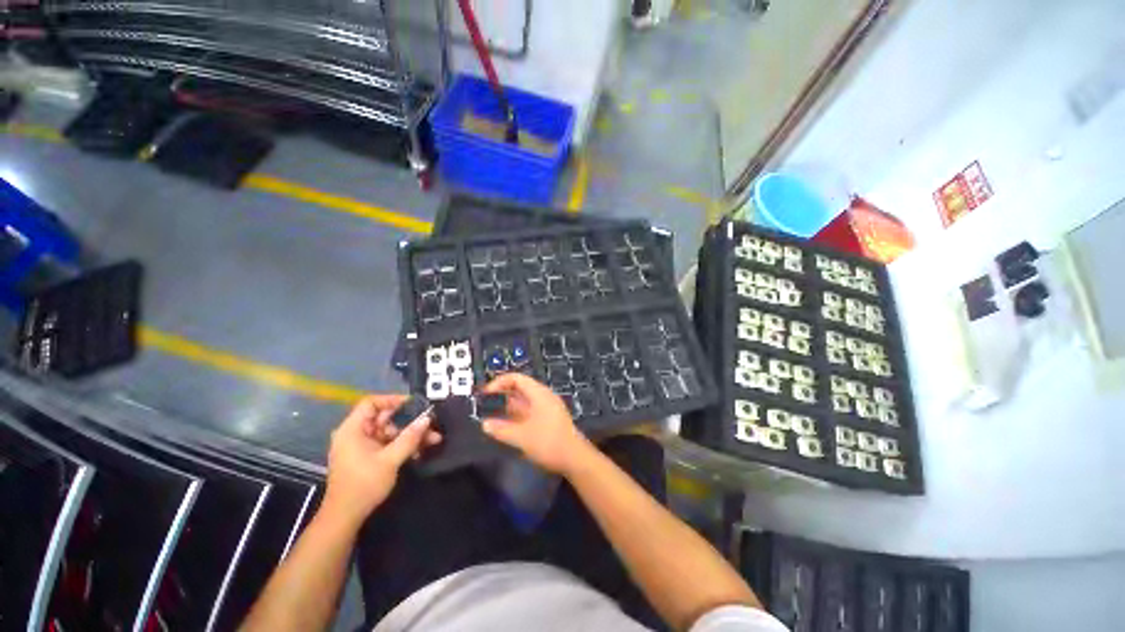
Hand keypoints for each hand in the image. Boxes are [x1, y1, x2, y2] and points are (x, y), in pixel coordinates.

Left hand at [321, 395, 440, 527]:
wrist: (345, 517)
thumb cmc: (364, 484)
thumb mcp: (390, 460)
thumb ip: (409, 437)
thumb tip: (427, 418)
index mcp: (353, 430)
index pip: (371, 403)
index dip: (392, 400)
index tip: (414, 404)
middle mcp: (355, 434)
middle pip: (384, 418)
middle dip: (409, 421)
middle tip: (430, 424)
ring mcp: (361, 446)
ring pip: (390, 432)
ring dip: (410, 435)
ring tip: (432, 440)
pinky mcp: (367, 457)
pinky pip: (387, 443)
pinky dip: (402, 445)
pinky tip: (420, 451)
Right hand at [480, 374, 594, 475]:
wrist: (575, 458)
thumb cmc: (548, 442)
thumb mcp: (521, 437)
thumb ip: (501, 429)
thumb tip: (484, 424)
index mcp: (539, 393)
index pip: (516, 378)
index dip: (499, 382)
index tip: (485, 394)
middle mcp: (544, 396)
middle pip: (520, 388)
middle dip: (503, 394)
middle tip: (486, 405)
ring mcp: (548, 407)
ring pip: (525, 400)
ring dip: (509, 406)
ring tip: (493, 416)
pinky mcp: (550, 418)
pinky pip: (530, 410)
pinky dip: (517, 414)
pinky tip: (509, 426)